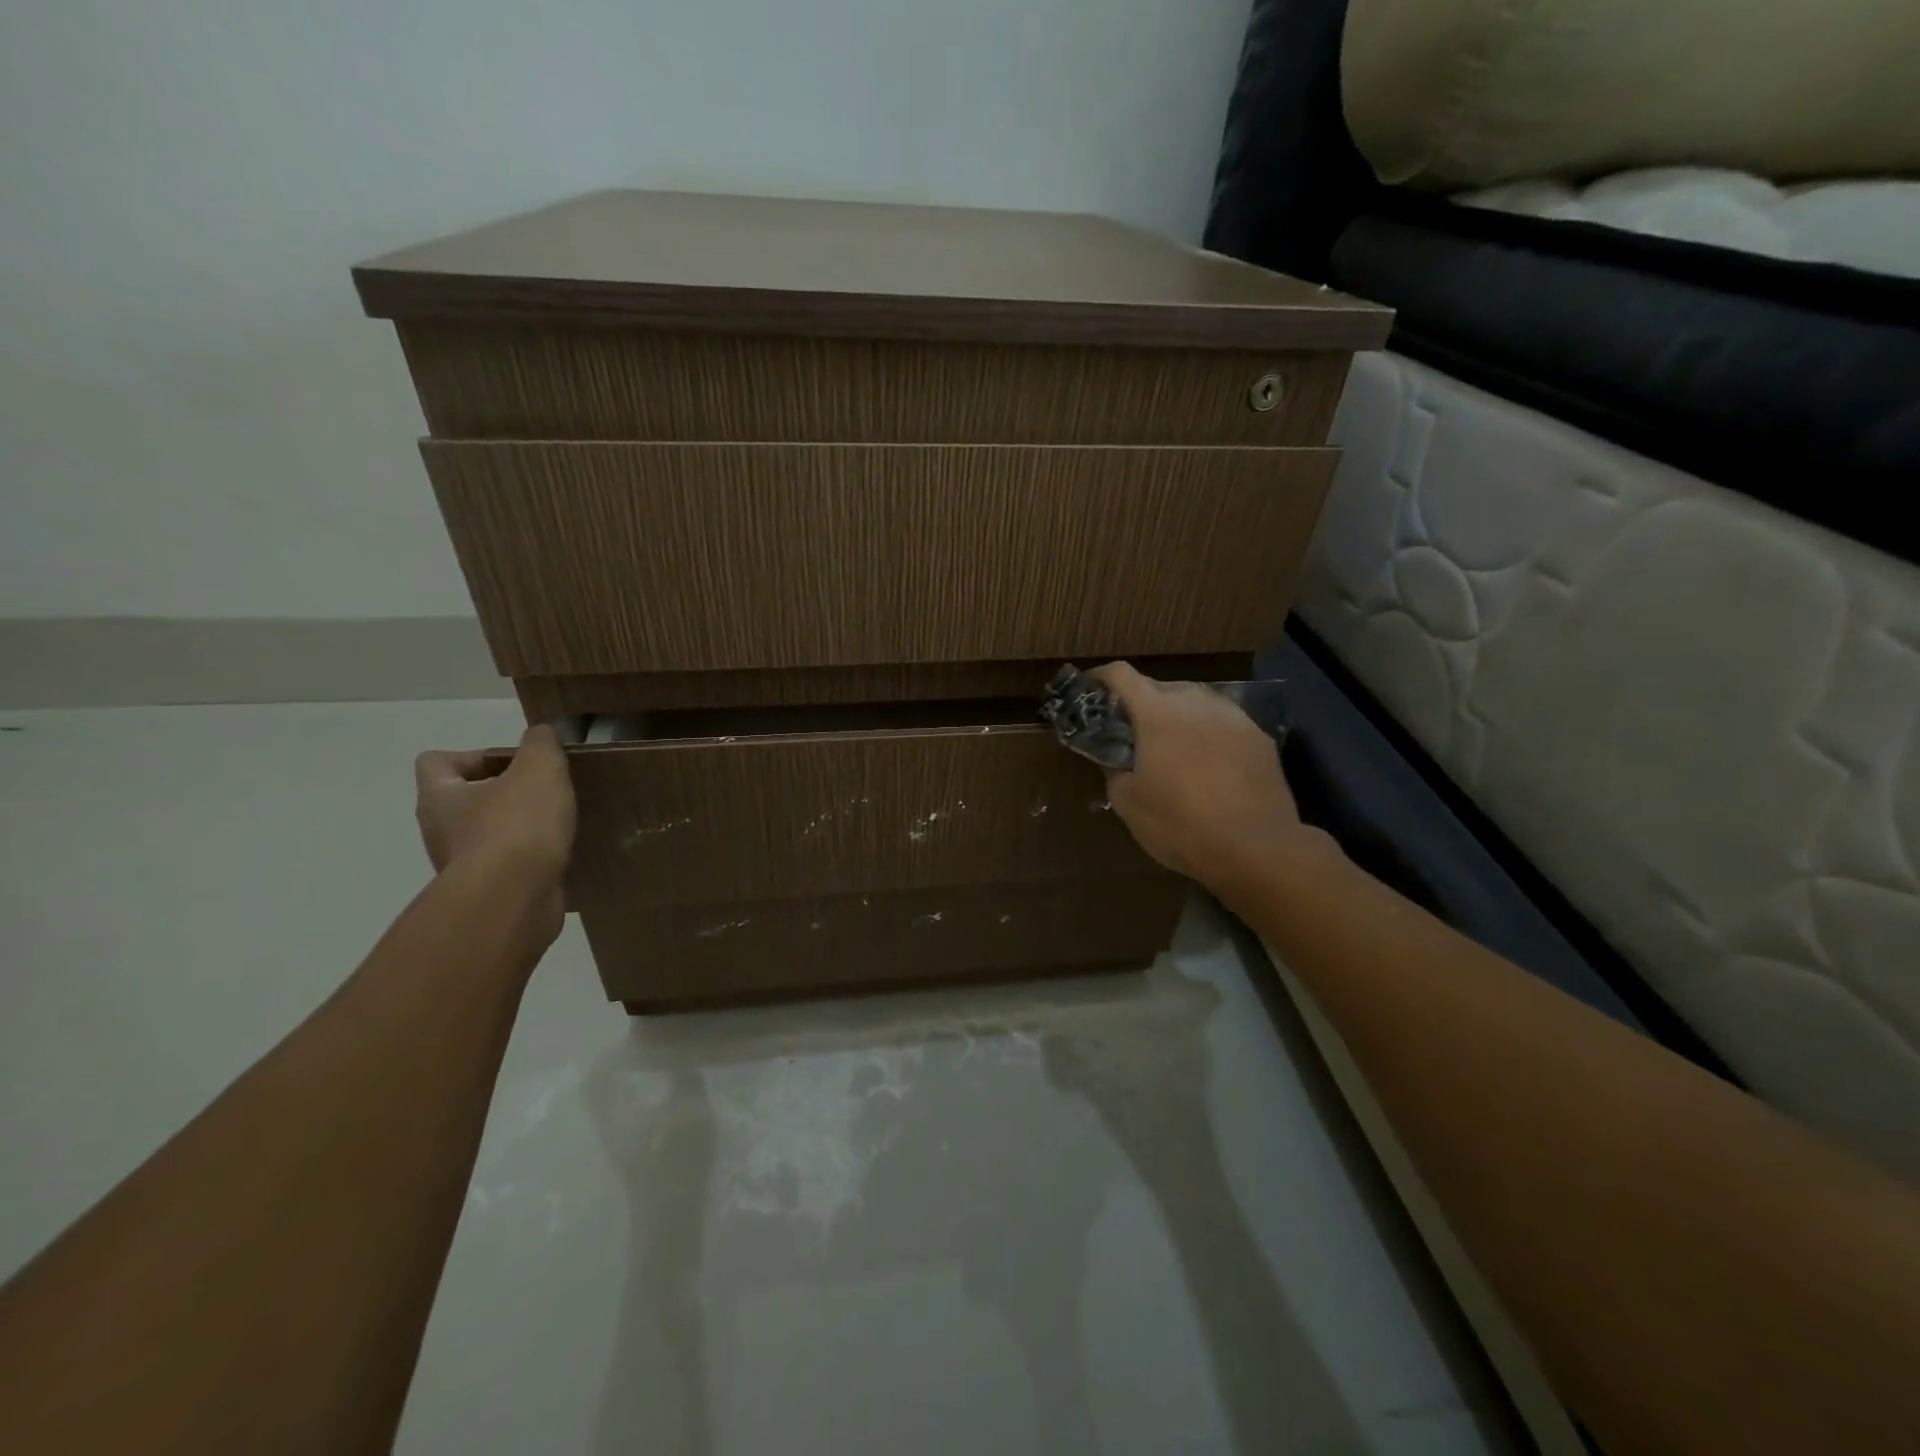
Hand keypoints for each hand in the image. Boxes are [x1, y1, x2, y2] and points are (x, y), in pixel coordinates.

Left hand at [414, 724, 576, 921]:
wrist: (513, 898)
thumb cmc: (517, 825)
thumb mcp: (539, 769)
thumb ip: (540, 744)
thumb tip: (539, 734)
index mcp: (440, 796)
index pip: (436, 762)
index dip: (472, 755)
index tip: (512, 763)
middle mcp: (439, 830)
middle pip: (464, 799)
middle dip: (502, 793)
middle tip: (542, 791)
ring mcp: (460, 865)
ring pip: (485, 834)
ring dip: (516, 828)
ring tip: (556, 824)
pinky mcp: (486, 892)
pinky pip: (506, 866)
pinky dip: (528, 859)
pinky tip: (557, 855)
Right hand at [1091, 662, 1309, 886]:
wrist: (1256, 848)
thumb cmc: (1180, 824)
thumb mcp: (1128, 803)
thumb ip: (1113, 770)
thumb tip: (1115, 759)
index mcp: (1157, 713)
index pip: (1122, 675)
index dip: (1102, 677)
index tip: (1091, 688)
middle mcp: (1196, 702)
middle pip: (1161, 686)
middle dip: (1141, 702)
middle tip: (1131, 730)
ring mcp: (1234, 717)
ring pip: (1196, 701)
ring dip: (1178, 714)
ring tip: (1173, 744)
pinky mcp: (1260, 737)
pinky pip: (1225, 722)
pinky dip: (1209, 732)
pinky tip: (1209, 762)